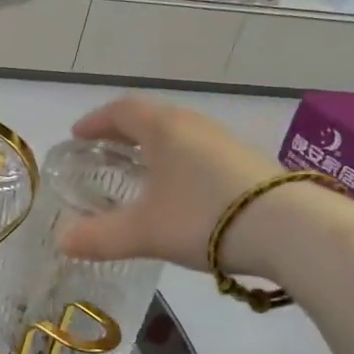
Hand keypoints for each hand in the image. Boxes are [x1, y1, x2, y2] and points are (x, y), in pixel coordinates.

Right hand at [59, 97, 292, 274]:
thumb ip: (100, 237)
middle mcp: (194, 126)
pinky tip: (181, 191)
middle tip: (104, 152)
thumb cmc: (204, 217)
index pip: (121, 110)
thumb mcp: (144, 232)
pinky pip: (201, 152)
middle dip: (123, 132)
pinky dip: (179, 162)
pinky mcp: (249, 164)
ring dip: (154, 146)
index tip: (77, 136)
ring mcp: (225, 143)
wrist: (292, 229)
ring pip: (180, 134)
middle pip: (152, 117)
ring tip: (140, 170)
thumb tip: (62, 242)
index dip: (95, 121)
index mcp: (163, 129)